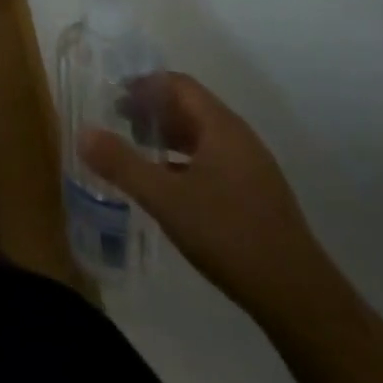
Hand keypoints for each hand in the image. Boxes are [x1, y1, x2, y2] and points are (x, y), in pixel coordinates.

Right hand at [79, 72, 330, 323]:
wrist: (299, 298)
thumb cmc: (229, 235)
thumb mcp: (165, 199)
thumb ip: (122, 164)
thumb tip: (83, 132)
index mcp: (221, 128)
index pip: (178, 85)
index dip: (144, 84)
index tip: (112, 95)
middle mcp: (239, 138)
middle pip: (190, 107)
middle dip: (152, 109)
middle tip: (116, 121)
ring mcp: (251, 168)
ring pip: (202, 136)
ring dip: (167, 136)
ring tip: (135, 150)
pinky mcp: (255, 195)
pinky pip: (212, 160)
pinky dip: (183, 160)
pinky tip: (166, 185)